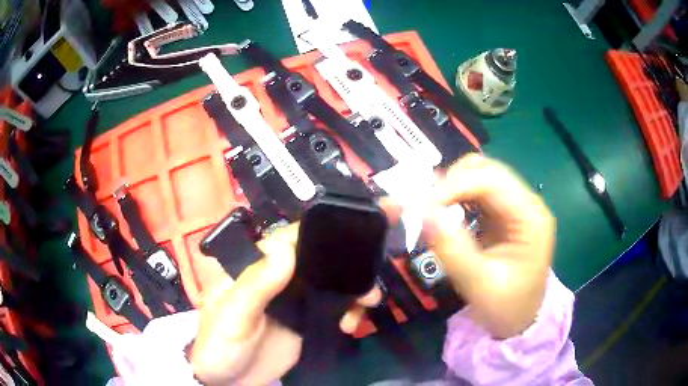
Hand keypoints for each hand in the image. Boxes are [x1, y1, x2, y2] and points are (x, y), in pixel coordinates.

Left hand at [190, 222, 382, 385]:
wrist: (230, 381)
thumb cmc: (220, 344)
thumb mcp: (233, 316)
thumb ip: (255, 286)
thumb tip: (286, 247)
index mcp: (257, 266)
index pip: (290, 238)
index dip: (322, 230)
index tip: (357, 228)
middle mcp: (280, 277)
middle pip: (319, 258)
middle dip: (350, 260)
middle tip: (376, 266)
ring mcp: (296, 300)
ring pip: (332, 282)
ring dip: (355, 287)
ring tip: (370, 300)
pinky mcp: (308, 320)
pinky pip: (335, 308)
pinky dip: (350, 310)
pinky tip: (350, 324)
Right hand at [423, 154, 555, 338]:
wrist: (520, 321)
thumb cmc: (505, 307)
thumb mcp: (478, 284)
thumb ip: (452, 248)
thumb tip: (422, 209)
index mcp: (531, 217)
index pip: (493, 180)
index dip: (455, 184)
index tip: (423, 204)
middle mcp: (528, 203)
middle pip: (488, 170)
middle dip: (453, 181)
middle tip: (425, 205)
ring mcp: (517, 207)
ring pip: (481, 175)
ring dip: (454, 185)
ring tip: (432, 208)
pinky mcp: (505, 214)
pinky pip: (478, 192)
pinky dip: (457, 195)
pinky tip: (445, 211)